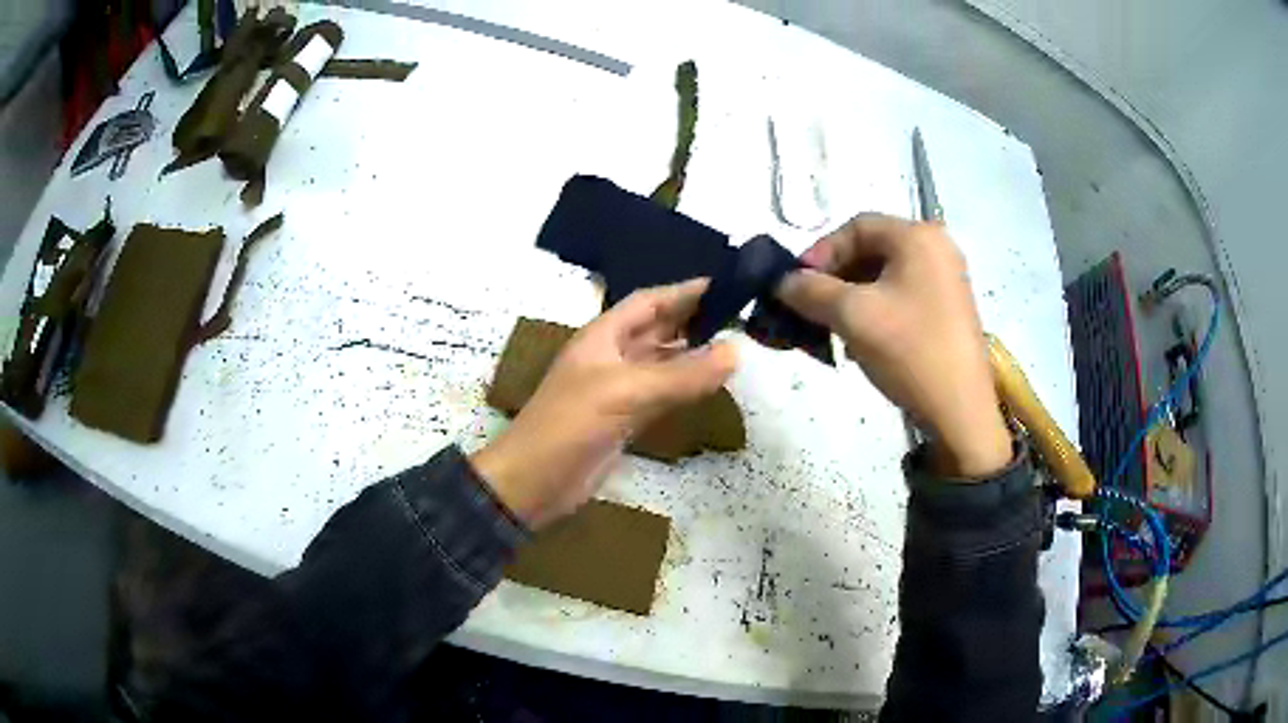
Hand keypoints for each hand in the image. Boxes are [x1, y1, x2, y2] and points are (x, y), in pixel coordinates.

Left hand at [471, 280, 737, 528]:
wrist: (536, 481)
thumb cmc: (572, 423)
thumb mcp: (627, 392)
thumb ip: (683, 374)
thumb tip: (736, 350)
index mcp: (603, 336)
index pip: (649, 301)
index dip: (683, 291)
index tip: (724, 286)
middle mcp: (611, 356)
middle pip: (657, 329)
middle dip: (692, 320)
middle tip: (738, 316)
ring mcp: (617, 389)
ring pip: (662, 362)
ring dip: (692, 354)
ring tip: (733, 347)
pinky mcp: (624, 420)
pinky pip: (661, 394)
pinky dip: (685, 387)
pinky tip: (709, 386)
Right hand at [778, 214, 1010, 477]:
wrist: (960, 411)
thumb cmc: (909, 351)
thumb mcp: (853, 316)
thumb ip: (811, 290)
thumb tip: (782, 281)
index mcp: (917, 237)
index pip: (856, 226)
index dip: (820, 252)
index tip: (797, 284)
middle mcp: (937, 247)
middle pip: (871, 249)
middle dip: (835, 277)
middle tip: (811, 307)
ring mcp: (947, 278)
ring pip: (885, 275)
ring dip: (852, 297)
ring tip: (834, 329)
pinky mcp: (949, 307)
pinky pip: (902, 295)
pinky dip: (876, 309)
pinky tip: (863, 340)